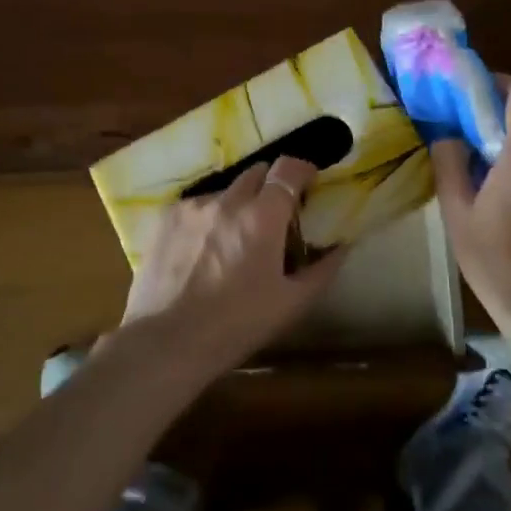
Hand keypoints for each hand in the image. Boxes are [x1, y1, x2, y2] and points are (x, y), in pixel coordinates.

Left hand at [119, 157, 346, 381]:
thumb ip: (322, 270)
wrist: (168, 342)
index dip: (302, 169)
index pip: (288, 169)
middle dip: (270, 185)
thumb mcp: (290, 304)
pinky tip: (203, 247)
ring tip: (234, 236)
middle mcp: (228, 200)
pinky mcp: (168, 216)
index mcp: (263, 216)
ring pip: (226, 189)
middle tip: (274, 214)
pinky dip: (209, 216)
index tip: (309, 180)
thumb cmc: (237, 325)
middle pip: (257, 172)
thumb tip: (342, 246)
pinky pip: (198, 204)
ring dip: (238, 203)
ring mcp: (195, 205)